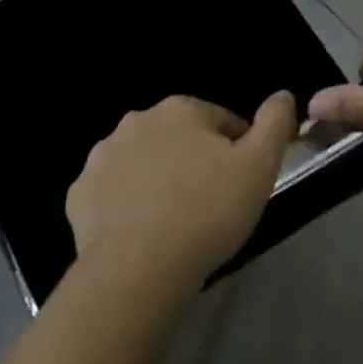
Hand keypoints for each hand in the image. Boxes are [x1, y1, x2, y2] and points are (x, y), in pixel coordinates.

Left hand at [66, 92, 298, 299]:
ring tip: (175, 221)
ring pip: (143, 162)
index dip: (238, 153)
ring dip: (158, 180)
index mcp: (181, 109)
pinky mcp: (79, 193)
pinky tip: (141, 232)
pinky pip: (112, 192)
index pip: (221, 122)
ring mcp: (102, 156)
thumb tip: (283, 95)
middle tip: (211, 205)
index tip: (242, 186)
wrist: (139, 269)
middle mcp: (136, 120)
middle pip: (179, 138)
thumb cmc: (208, 212)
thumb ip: (275, 123)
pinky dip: (126, 205)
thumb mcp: (260, 166)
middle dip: (194, 162)